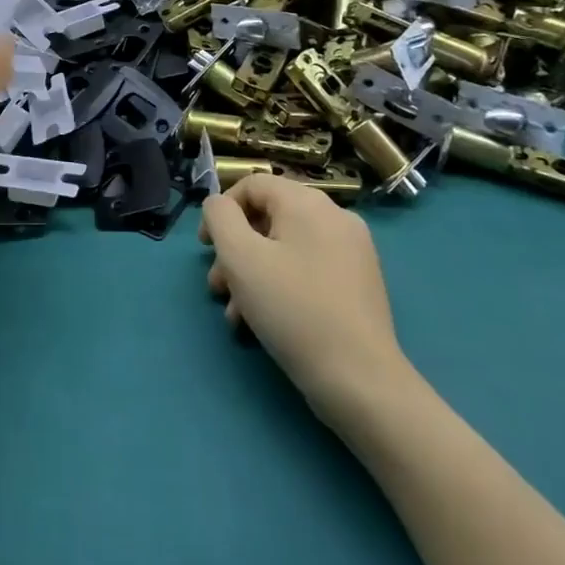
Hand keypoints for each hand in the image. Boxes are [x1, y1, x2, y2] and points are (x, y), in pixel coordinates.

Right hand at [200, 175, 413, 436]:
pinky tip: (262, 323)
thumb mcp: (240, 257)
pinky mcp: (358, 284)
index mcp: (308, 203)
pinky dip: (280, 286)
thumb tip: (219, 205)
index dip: (221, 210)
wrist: (360, 380)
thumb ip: (220, 217)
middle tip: (217, 287)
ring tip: (235, 314)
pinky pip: (307, 270)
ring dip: (252, 274)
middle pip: (268, 218)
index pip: (253, 184)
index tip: (205, 248)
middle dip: (234, 251)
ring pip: (285, 248)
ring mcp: (352, 252)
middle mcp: (335, 218)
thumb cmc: (292, 309)